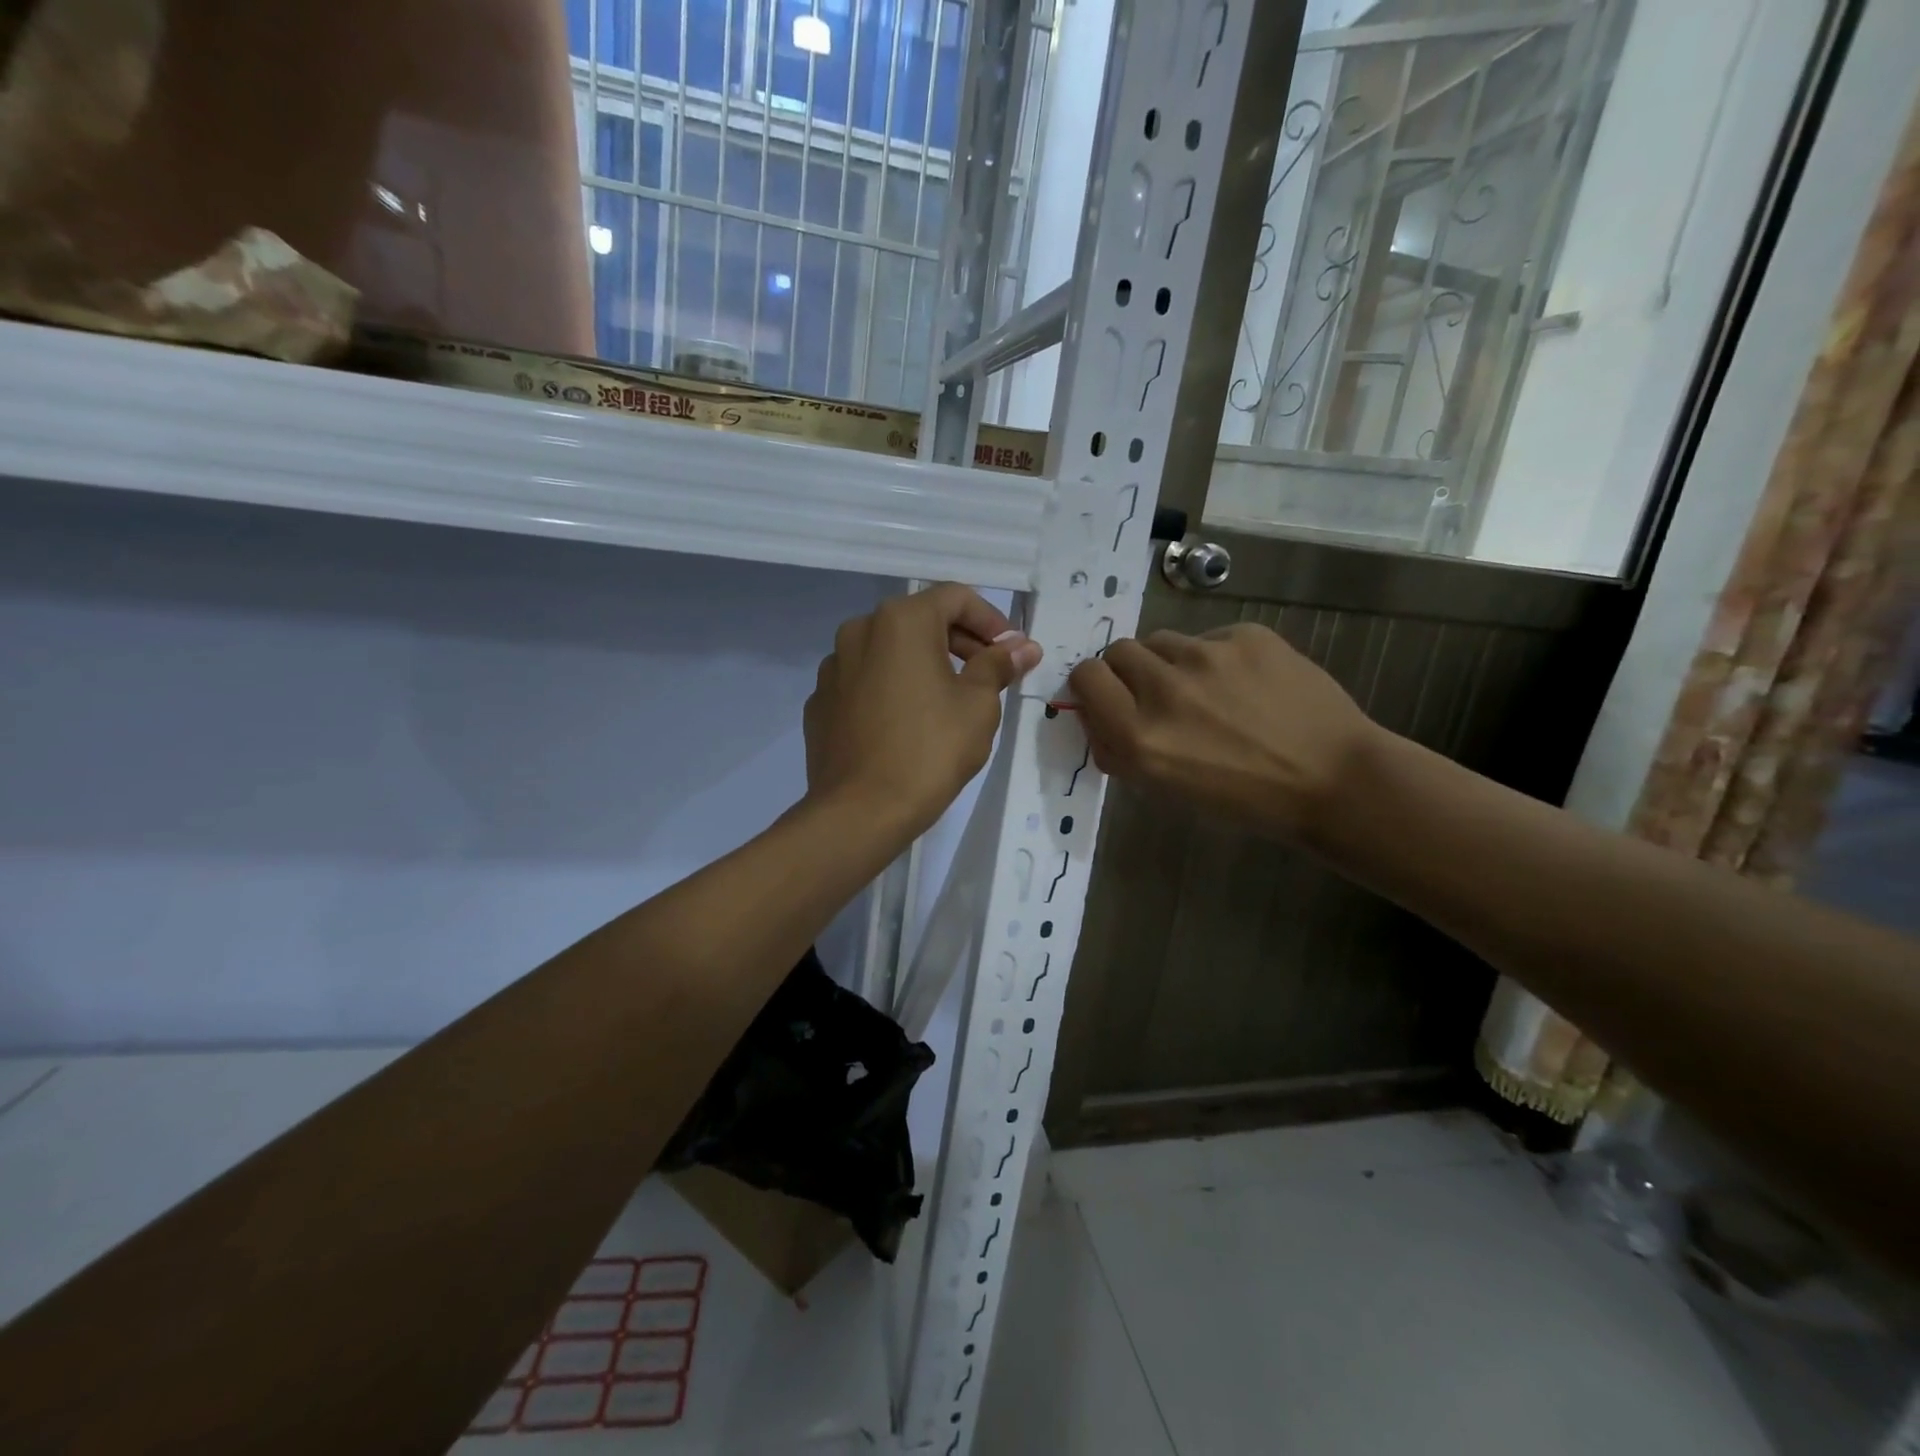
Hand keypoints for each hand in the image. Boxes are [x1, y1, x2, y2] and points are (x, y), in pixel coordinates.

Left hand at [805, 583, 1041, 836]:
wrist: (860, 812)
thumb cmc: (929, 751)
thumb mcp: (978, 705)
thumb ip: (998, 665)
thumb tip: (1023, 647)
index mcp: (900, 621)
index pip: (956, 597)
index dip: (992, 621)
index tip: (1012, 653)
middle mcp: (859, 631)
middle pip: (921, 621)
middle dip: (961, 643)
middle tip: (990, 677)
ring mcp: (833, 667)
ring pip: (890, 651)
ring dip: (924, 665)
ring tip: (950, 702)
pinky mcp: (820, 702)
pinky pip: (865, 682)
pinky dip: (891, 689)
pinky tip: (907, 725)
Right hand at [1067, 622, 1376, 837]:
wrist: (1333, 779)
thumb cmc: (1244, 799)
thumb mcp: (1165, 789)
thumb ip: (1120, 749)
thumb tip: (1096, 715)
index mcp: (1139, 736)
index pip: (1086, 677)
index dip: (1093, 686)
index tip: (1109, 698)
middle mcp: (1164, 689)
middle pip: (1118, 651)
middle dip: (1129, 672)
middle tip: (1157, 696)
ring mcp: (1207, 656)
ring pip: (1162, 641)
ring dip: (1170, 663)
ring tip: (1206, 690)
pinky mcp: (1246, 635)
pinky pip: (1208, 638)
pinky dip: (1215, 658)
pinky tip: (1245, 684)